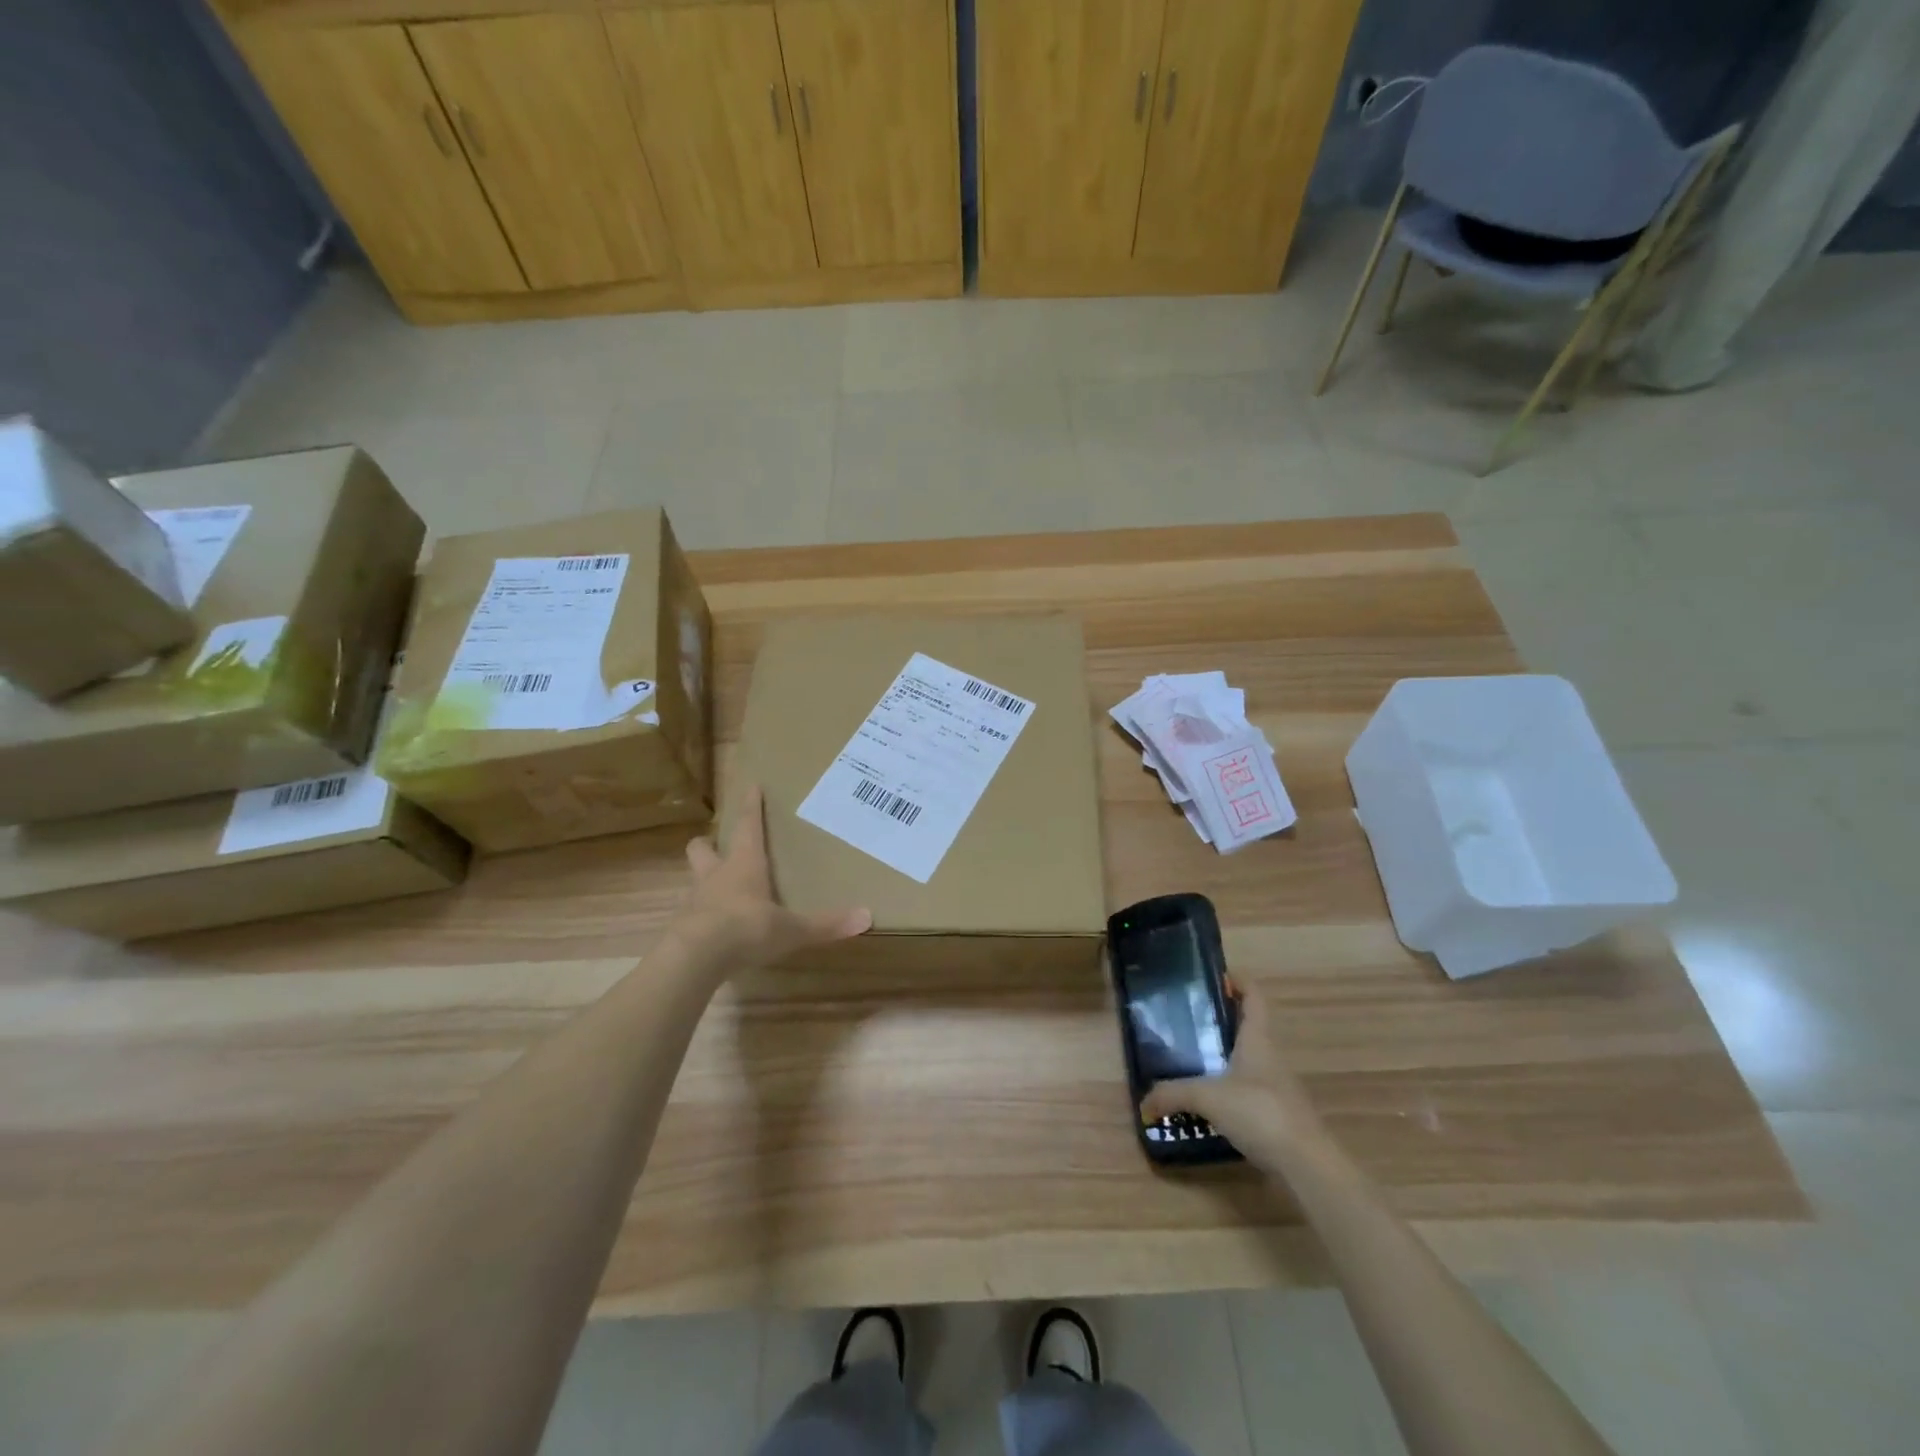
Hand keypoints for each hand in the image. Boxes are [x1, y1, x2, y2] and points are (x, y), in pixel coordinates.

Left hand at [672, 786, 871, 974]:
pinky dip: (701, 914)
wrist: (694, 958)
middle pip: (702, 848)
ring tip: (717, 887)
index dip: (751, 806)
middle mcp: (716, 876)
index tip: (750, 785)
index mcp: (744, 864)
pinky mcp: (682, 927)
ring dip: (704, 878)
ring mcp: (695, 901)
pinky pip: (692, 912)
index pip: (748, 826)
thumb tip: (867, 916)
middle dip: (709, 843)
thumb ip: (826, 924)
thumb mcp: (791, 929)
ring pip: (695, 878)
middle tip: (718, 844)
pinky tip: (713, 927)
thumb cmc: (746, 928)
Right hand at [1140, 982, 1321, 1164]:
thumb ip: (1173, 1094)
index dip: (1239, 981)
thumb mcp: (1208, 1098)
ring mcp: (1276, 1086)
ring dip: (1225, 1054)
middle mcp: (1270, 1056)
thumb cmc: (1260, 1112)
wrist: (1306, 1164)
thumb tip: (1143, 1102)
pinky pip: (1249, 1088)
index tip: (1215, 977)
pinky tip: (1208, 1098)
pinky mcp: (1276, 1113)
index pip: (1254, 996)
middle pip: (1249, 1026)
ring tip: (1191, 1057)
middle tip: (1188, 1018)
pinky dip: (1229, 1086)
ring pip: (1248, 1059)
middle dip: (1222, 1019)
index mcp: (1258, 1039)